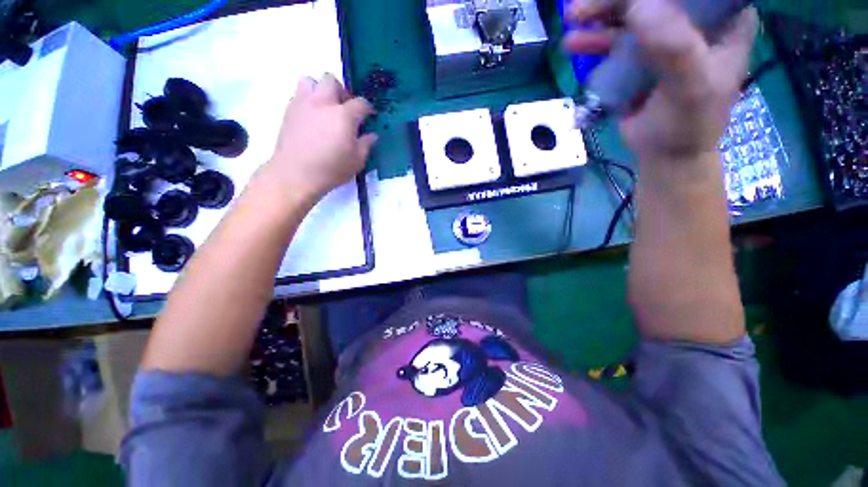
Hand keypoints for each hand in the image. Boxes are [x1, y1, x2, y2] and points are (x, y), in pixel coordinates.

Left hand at [262, 73, 376, 202]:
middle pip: (332, 81)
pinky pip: (299, 94)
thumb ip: (366, 144)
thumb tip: (372, 135)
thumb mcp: (357, 161)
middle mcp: (323, 103)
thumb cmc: (331, 169)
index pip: (361, 103)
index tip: (369, 115)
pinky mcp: (289, 110)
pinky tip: (312, 118)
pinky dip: (308, 100)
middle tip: (345, 108)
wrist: (296, 173)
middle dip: (342, 91)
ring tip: (325, 108)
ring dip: (320, 90)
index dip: (368, 108)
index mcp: (344, 115)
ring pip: (310, 81)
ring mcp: (303, 104)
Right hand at [564, 0, 757, 162]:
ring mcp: (664, 38)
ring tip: (574, 17)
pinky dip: (594, 40)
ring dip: (602, 14)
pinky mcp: (639, 57)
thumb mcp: (692, 87)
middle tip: (587, 5)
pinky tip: (575, 42)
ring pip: (632, 13)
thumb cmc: (689, 124)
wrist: (665, 155)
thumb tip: (638, 6)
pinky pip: (615, 40)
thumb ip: (674, 48)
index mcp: (723, 20)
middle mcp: (694, 22)